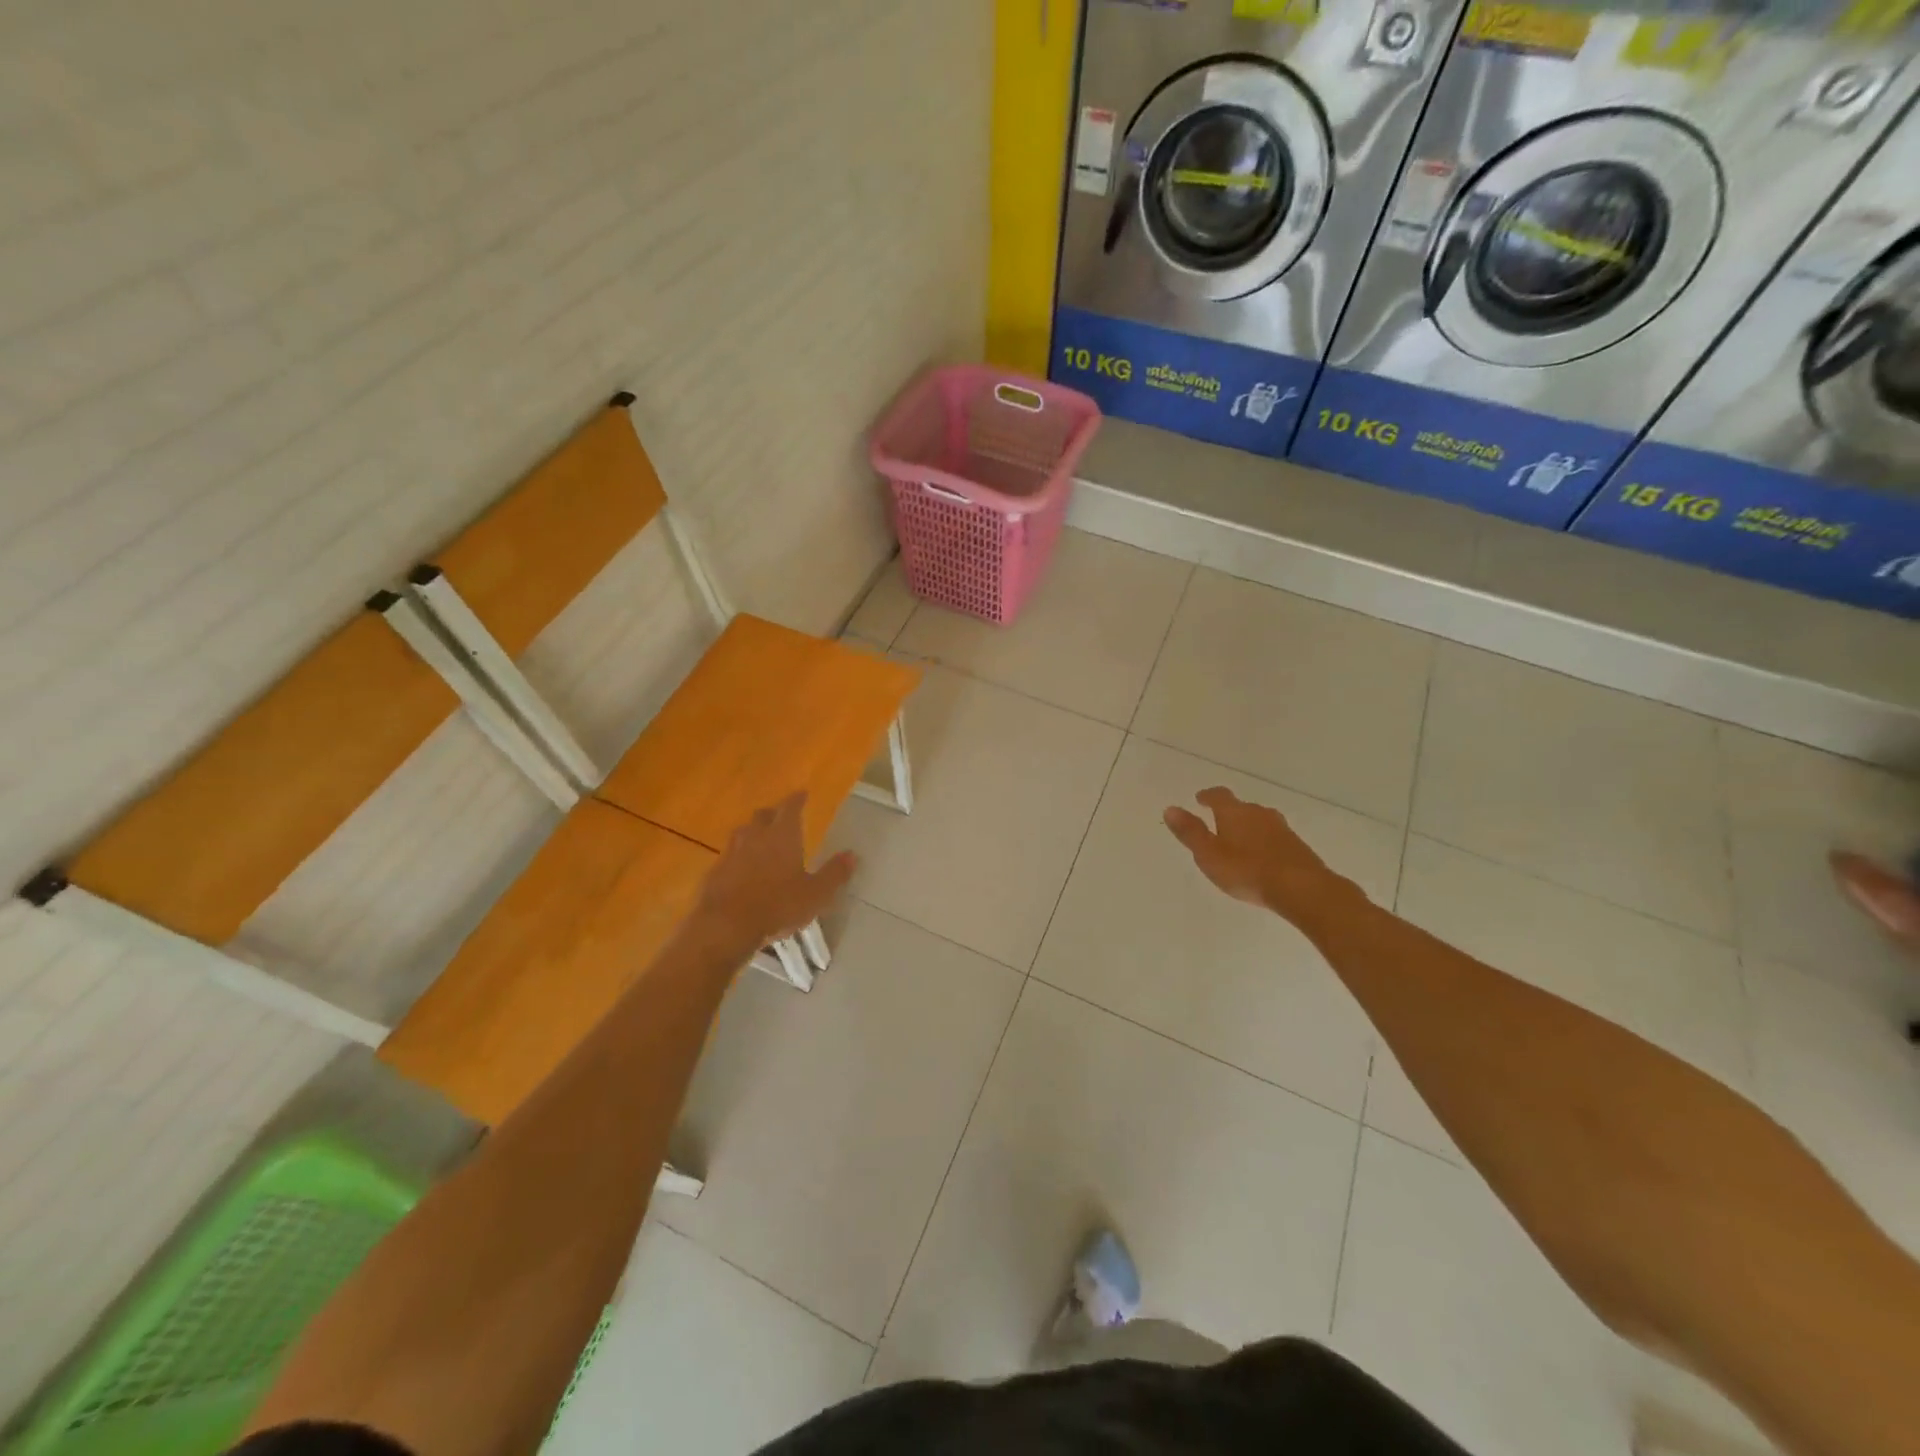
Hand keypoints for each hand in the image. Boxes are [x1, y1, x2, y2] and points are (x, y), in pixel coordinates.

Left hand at [694, 793, 855, 951]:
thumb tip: (852, 854)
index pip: (790, 807)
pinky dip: (738, 857)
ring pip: (743, 833)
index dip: (797, 799)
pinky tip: (742, 869)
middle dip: (773, 814)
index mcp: (782, 836)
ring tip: (761, 840)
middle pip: (763, 815)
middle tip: (782, 818)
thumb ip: (834, 873)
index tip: (802, 794)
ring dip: (753, 832)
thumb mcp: (816, 894)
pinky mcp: (715, 872)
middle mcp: (755, 836)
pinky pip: (729, 856)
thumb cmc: (778, 905)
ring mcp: (731, 853)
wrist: (725, 926)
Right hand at [1163, 787, 1353, 926]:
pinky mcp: (1297, 846)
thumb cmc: (1247, 870)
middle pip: (1242, 807)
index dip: (1208, 796)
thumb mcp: (1209, 855)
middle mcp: (1259, 814)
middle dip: (1229, 813)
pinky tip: (1262, 857)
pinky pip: (1274, 838)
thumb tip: (1170, 808)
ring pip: (1260, 821)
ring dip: (1248, 827)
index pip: (1219, 796)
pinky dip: (1264, 842)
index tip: (1200, 798)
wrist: (1302, 888)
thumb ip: (1190, 832)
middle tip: (1218, 823)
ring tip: (1239, 841)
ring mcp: (1282, 829)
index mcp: (1235, 812)